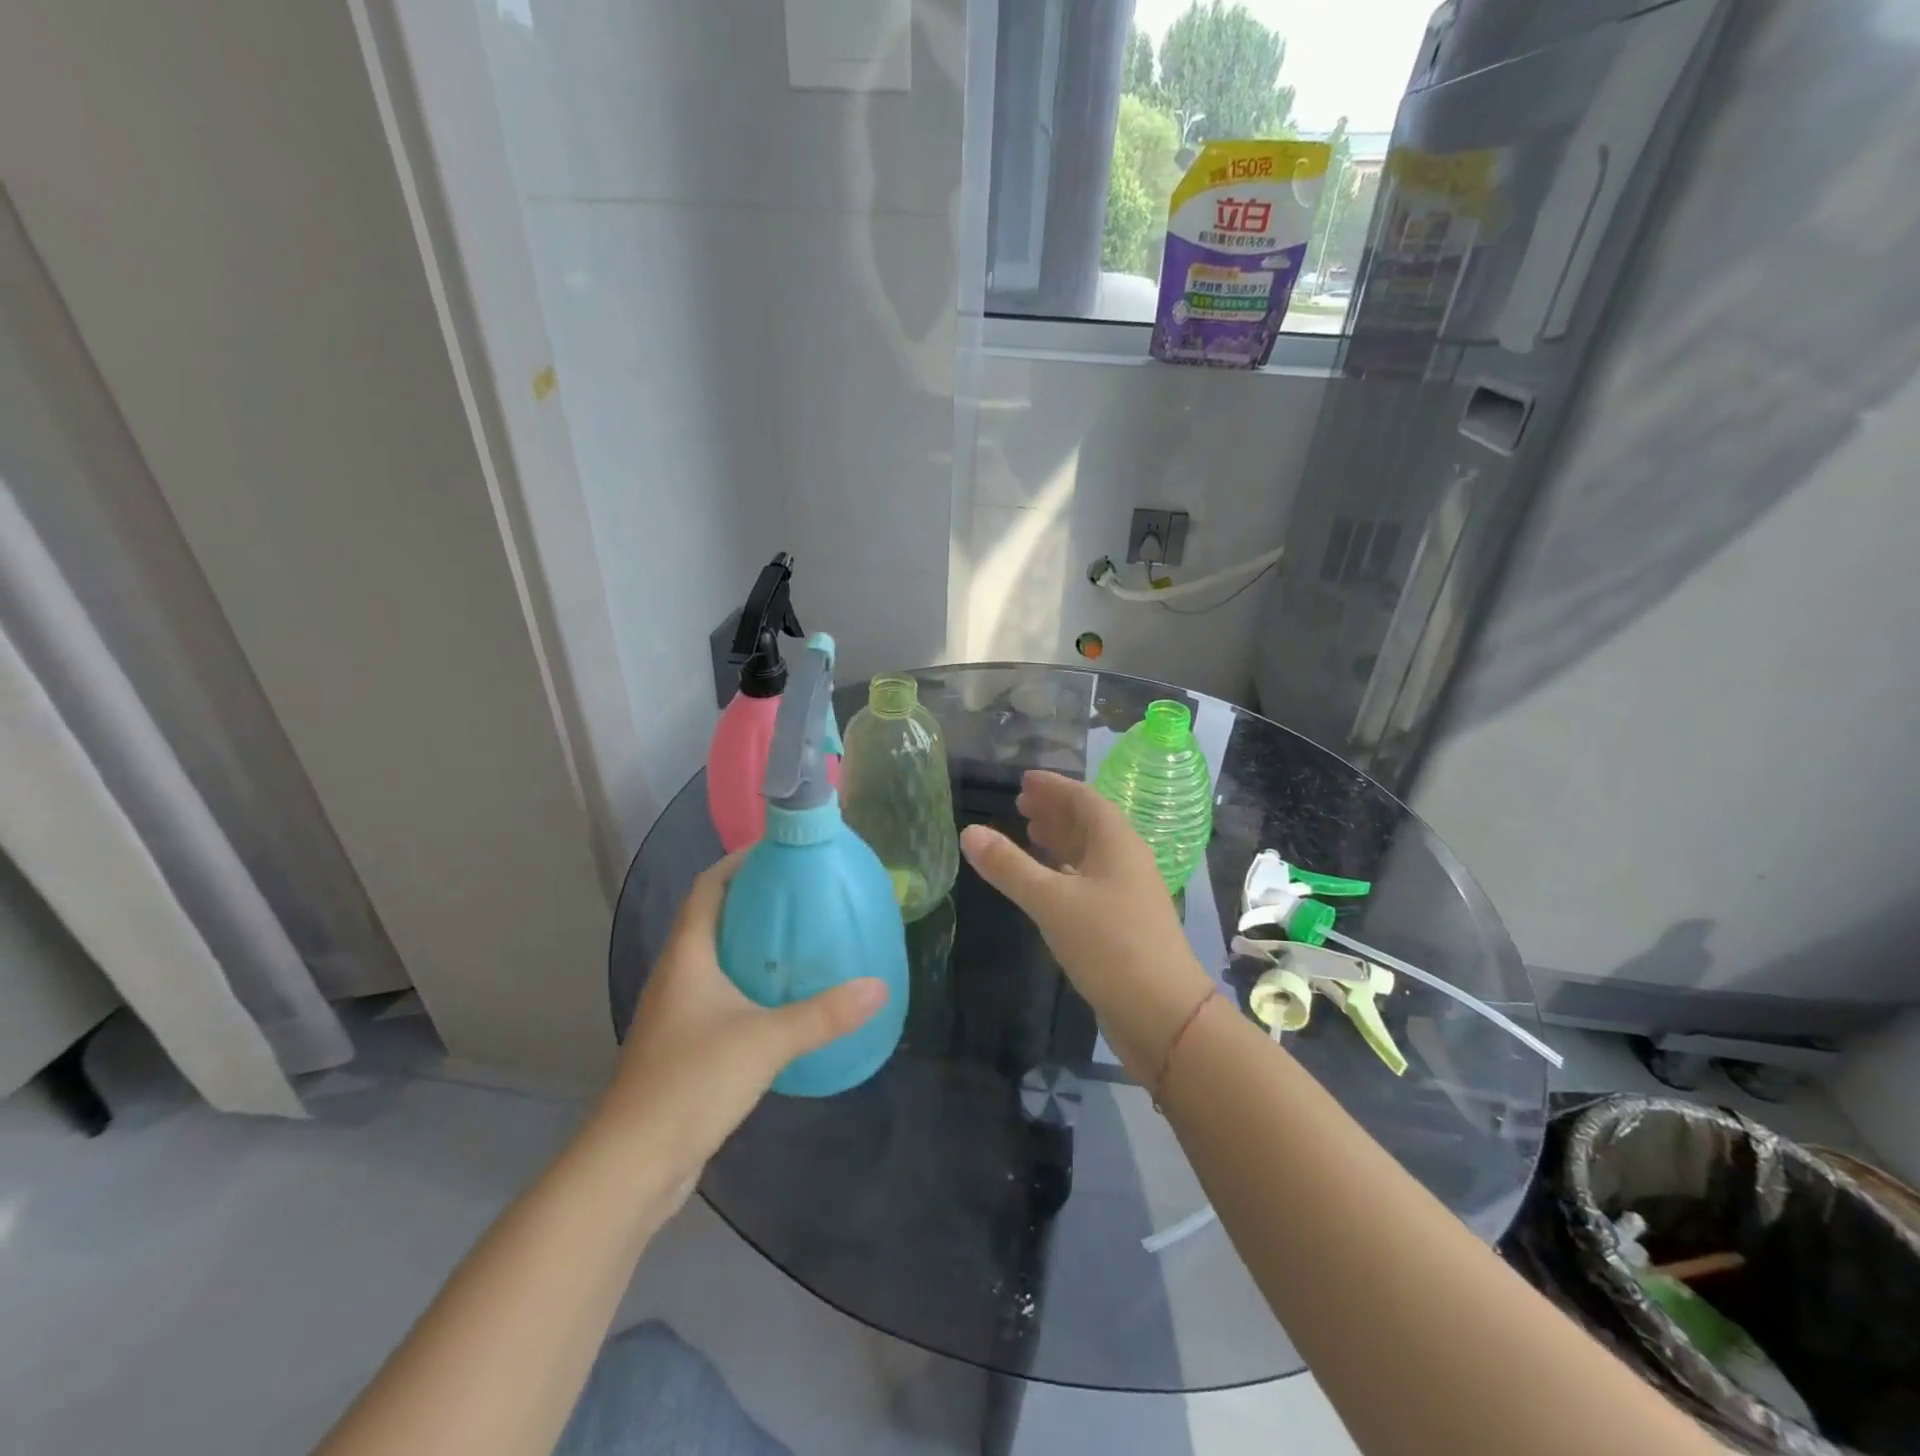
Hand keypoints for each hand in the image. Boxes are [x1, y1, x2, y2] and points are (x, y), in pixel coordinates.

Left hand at [593, 854, 887, 1201]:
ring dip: (751, 942)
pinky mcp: (684, 1044)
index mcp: (687, 955)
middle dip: (753, 899)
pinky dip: (749, 982)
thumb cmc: (692, 1081)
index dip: (737, 862)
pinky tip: (783, 998)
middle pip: (712, 918)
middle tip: (803, 893)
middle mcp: (677, 974)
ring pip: (716, 958)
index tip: (780, 851)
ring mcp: (677, 1012)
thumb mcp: (767, 1040)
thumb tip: (879, 986)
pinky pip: (720, 995)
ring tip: (800, 938)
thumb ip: (825, 1014)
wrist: (633, 1164)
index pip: (707, 888)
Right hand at [960, 771, 1214, 1079]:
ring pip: (1090, 853)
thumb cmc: (1109, 945)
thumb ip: (1009, 866)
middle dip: (1055, 810)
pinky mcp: (1123, 922)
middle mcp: (1126, 860)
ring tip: (1029, 832)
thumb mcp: (1051, 901)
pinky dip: (1065, 871)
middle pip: (1088, 823)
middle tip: (1019, 805)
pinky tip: (1048, 880)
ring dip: (1060, 840)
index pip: (1084, 799)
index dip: (1054, 786)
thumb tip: (969, 831)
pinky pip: (1090, 880)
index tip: (1024, 780)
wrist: (1162, 1013)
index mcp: (1117, 842)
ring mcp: (1127, 893)